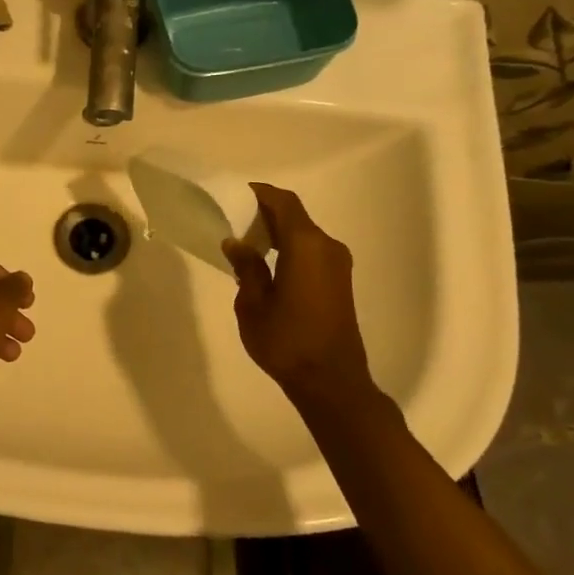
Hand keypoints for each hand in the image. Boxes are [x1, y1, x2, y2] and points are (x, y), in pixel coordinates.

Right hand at [222, 184, 378, 409]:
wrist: (331, 381)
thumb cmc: (287, 341)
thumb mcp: (253, 304)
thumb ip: (247, 268)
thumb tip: (237, 243)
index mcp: (306, 246)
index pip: (283, 203)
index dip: (260, 193)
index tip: (235, 194)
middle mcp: (327, 247)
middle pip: (295, 216)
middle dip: (265, 213)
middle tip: (233, 219)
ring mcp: (338, 265)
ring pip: (304, 234)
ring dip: (277, 232)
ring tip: (245, 242)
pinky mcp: (340, 282)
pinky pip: (311, 251)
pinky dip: (289, 248)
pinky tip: (267, 264)